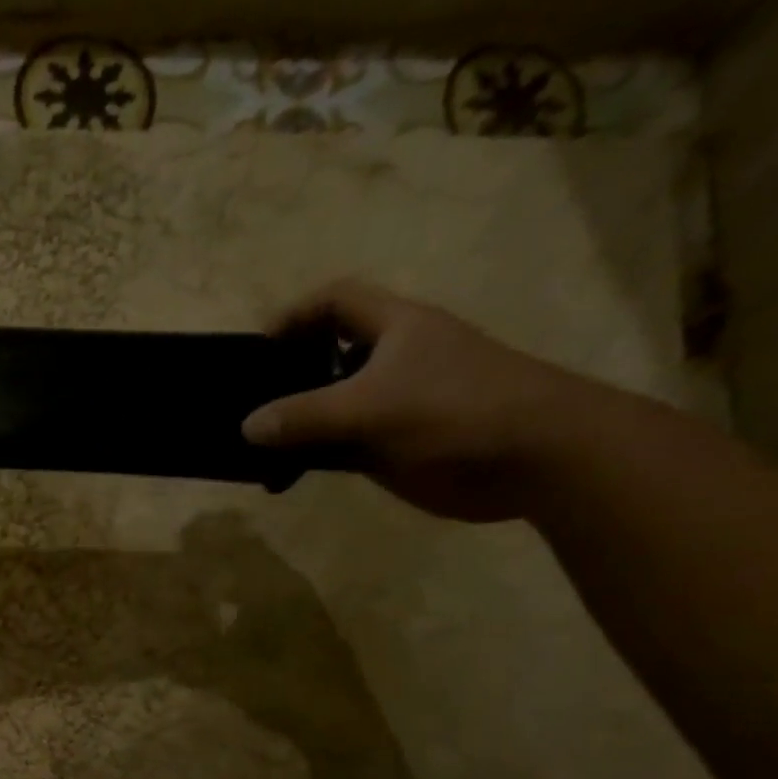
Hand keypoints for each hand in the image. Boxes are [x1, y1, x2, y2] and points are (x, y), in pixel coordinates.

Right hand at [243, 279, 596, 521]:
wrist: (535, 457)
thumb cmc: (456, 409)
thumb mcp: (371, 407)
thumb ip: (304, 416)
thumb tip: (247, 427)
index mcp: (393, 329)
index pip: (336, 301)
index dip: (294, 314)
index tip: (257, 348)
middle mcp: (388, 362)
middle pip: (323, 356)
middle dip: (282, 376)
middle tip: (242, 403)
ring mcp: (388, 407)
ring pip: (324, 410)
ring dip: (289, 426)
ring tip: (249, 447)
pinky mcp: (389, 447)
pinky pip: (334, 449)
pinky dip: (305, 460)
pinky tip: (279, 477)